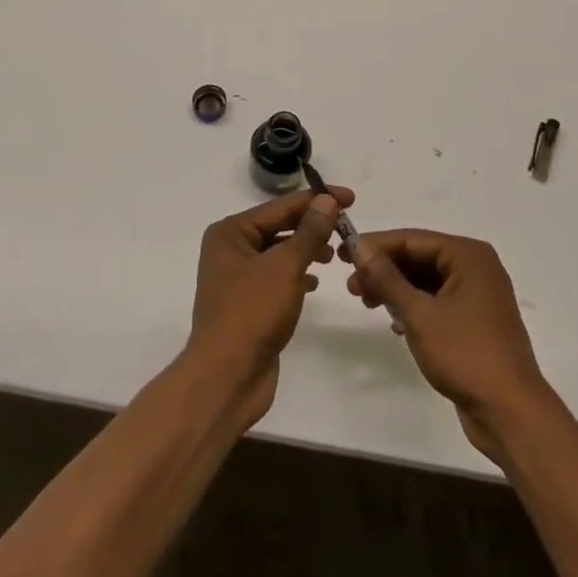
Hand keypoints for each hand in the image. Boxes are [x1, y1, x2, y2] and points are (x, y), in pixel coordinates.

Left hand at [187, 187, 350, 425]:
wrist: (226, 378)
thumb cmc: (252, 312)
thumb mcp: (285, 266)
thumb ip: (309, 231)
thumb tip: (327, 200)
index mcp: (230, 232)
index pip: (281, 206)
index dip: (317, 200)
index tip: (351, 198)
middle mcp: (230, 249)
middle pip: (279, 226)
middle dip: (312, 225)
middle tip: (347, 226)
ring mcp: (238, 278)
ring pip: (280, 252)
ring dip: (307, 249)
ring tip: (335, 253)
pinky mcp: (248, 304)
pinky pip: (277, 277)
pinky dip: (297, 274)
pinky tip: (315, 280)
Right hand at [346, 230, 556, 461]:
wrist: (510, 412)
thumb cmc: (465, 354)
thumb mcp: (419, 314)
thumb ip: (387, 278)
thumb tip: (361, 247)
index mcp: (468, 255)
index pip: (413, 239)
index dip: (376, 246)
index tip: (344, 254)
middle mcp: (476, 267)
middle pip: (420, 257)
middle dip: (384, 270)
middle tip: (351, 285)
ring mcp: (478, 295)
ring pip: (427, 280)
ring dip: (396, 289)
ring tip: (366, 302)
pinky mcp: (475, 321)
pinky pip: (437, 301)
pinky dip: (414, 306)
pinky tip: (394, 322)